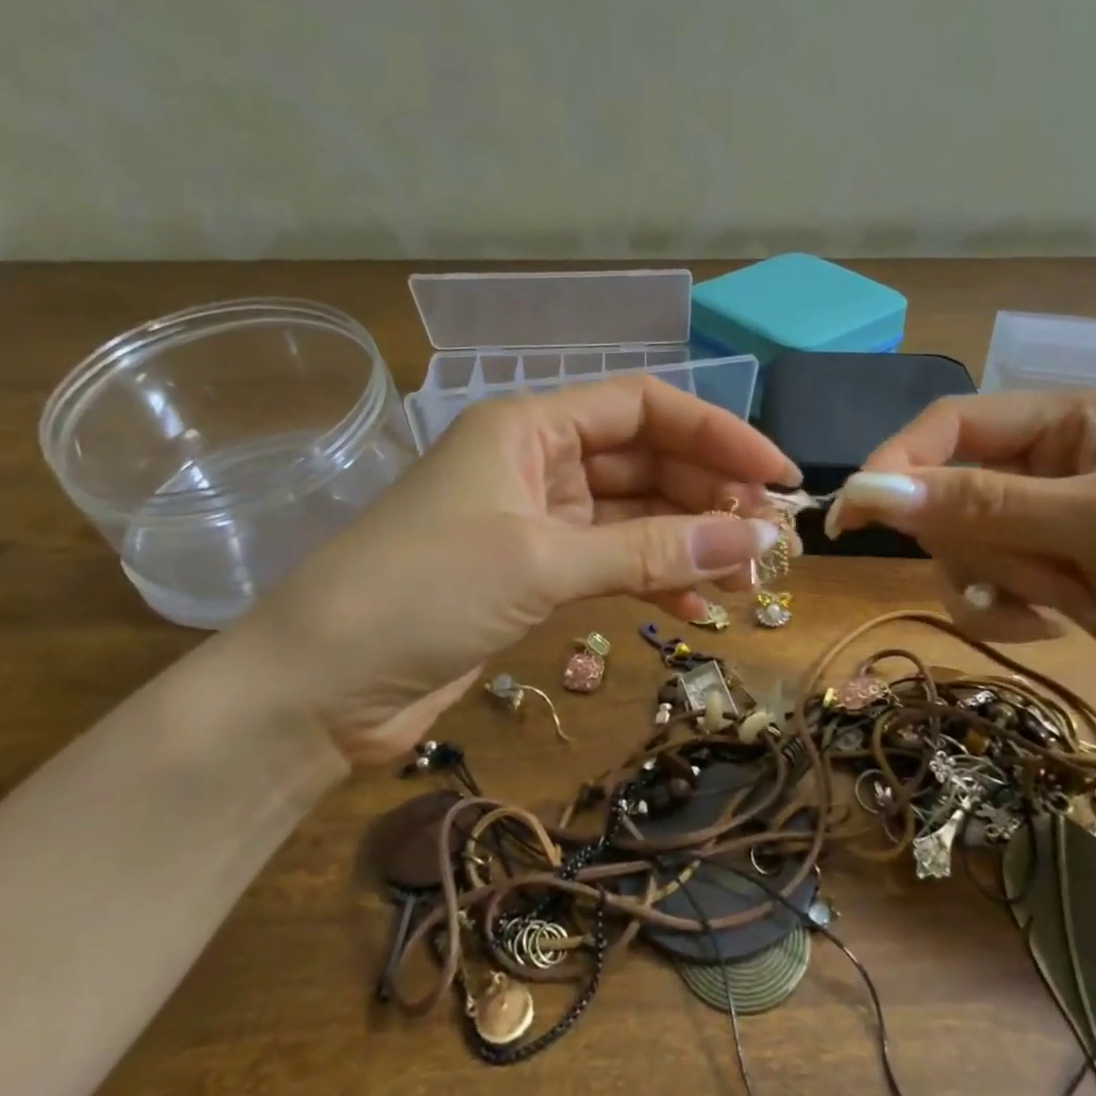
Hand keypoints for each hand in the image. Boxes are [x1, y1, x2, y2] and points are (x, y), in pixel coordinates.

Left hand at [229, 377, 798, 760]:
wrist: (320, 688)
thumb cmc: (420, 594)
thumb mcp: (542, 562)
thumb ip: (650, 551)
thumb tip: (751, 541)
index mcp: (529, 426)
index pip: (643, 407)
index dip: (716, 433)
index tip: (775, 474)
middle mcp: (537, 462)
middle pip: (646, 462)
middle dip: (709, 497)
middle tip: (768, 541)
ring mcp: (536, 521)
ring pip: (635, 518)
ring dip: (689, 544)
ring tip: (745, 581)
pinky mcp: (533, 576)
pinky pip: (612, 564)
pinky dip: (654, 581)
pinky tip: (695, 609)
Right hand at [827, 390, 1095, 728]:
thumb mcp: (1094, 522)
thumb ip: (978, 504)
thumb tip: (867, 491)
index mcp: (1069, 418)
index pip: (952, 424)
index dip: (898, 463)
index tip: (853, 513)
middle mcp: (1049, 461)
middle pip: (947, 488)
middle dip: (968, 539)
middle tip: (1011, 572)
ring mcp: (1045, 521)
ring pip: (957, 542)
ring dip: (987, 579)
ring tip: (1045, 602)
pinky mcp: (1045, 572)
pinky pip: (981, 582)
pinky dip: (1000, 609)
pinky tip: (1050, 624)